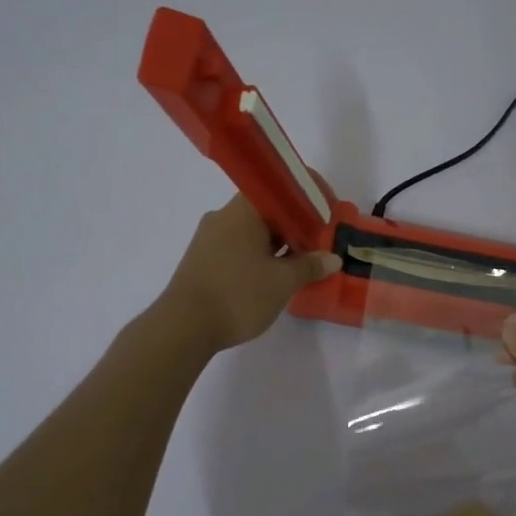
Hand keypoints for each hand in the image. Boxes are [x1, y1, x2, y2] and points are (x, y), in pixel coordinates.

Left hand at [158, 191, 341, 354]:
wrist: (183, 327)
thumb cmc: (237, 295)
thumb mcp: (282, 282)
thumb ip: (310, 266)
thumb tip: (332, 258)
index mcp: (243, 211)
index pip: (280, 189)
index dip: (308, 198)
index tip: (328, 213)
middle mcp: (223, 217)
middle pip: (267, 211)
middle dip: (296, 225)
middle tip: (321, 242)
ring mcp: (209, 239)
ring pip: (252, 232)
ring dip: (279, 244)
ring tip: (303, 263)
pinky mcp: (202, 261)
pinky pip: (239, 249)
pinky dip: (261, 257)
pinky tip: (274, 277)